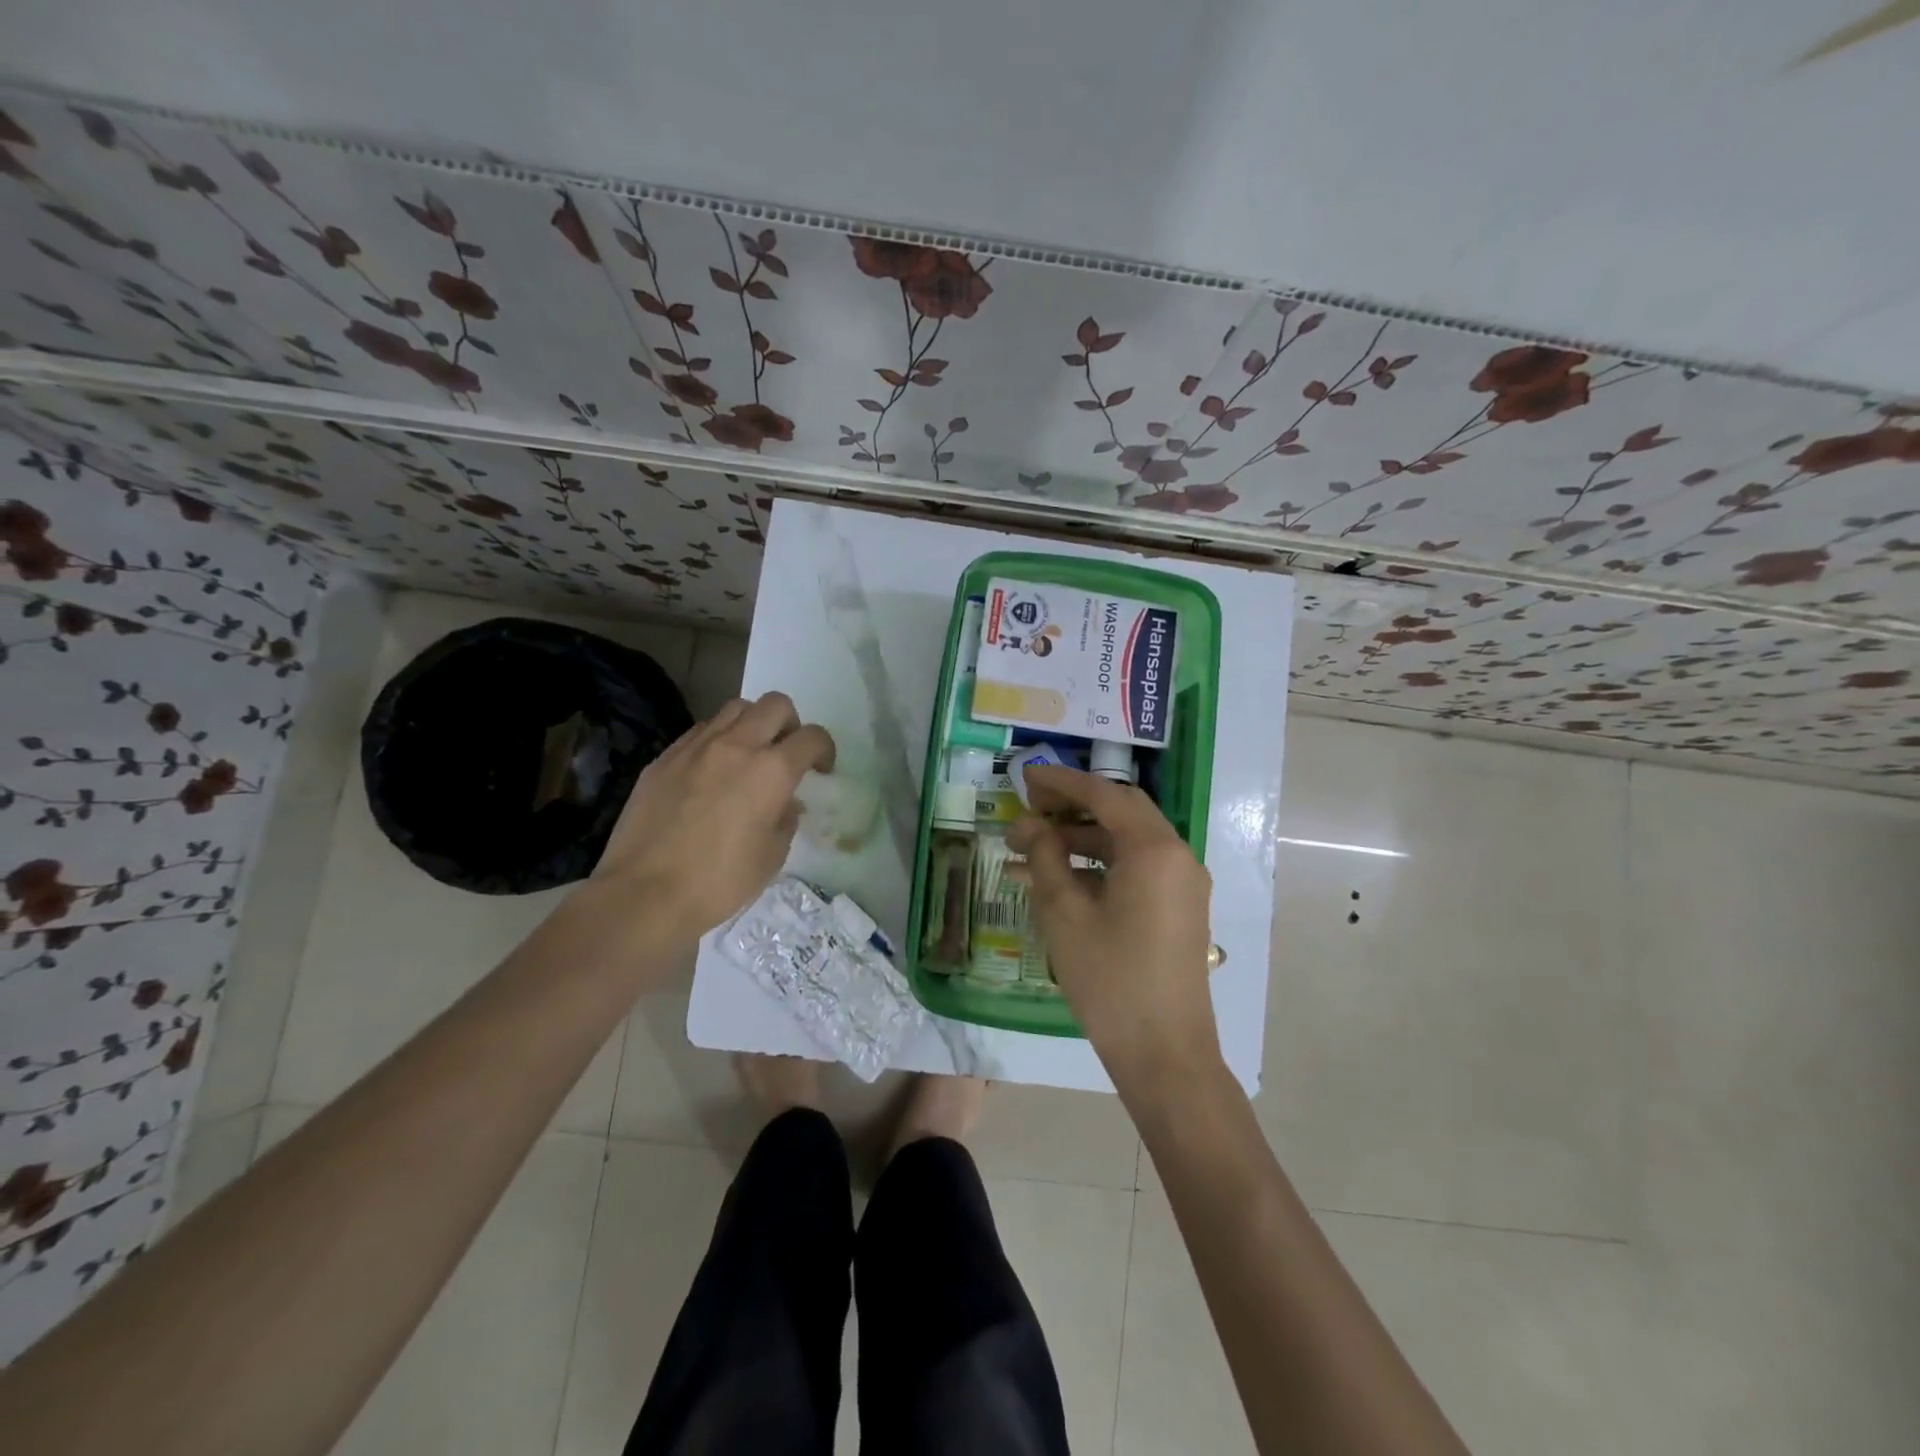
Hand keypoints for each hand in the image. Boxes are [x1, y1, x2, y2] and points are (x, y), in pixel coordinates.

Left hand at [586, 693, 834, 951]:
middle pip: (776, 704)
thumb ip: (785, 819)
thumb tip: (785, 803)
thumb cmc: (719, 882)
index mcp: (772, 770)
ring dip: (752, 724)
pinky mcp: (665, 757)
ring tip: (748, 755)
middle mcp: (737, 745)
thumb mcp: (772, 856)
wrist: (644, 893)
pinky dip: (717, 739)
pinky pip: (701, 731)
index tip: (820, 769)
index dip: (824, 749)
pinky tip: (711, 771)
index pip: (812, 737)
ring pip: (735, 708)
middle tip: (786, 754)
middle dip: (790, 724)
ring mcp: (696, 747)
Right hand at [1009, 765, 1221, 1094]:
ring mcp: (1182, 884)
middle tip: (1030, 806)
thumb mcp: (1065, 913)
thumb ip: (1046, 857)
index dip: (1062, 783)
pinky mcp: (1178, 908)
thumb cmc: (1110, 979)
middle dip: (1073, 806)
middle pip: (1120, 811)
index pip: (1104, 795)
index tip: (1026, 777)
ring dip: (1081, 839)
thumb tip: (1031, 824)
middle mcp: (1177, 856)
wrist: (1165, 1053)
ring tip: (1031, 848)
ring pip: (1126, 842)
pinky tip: (1057, 878)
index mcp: (1154, 849)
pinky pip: (1135, 870)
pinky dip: (1099, 866)